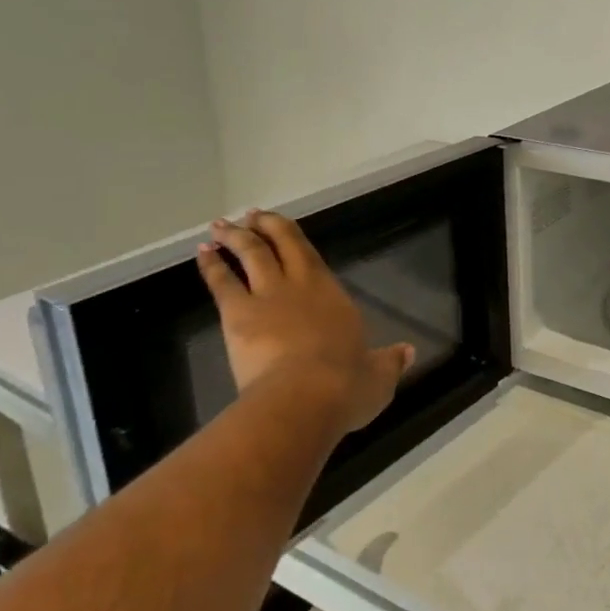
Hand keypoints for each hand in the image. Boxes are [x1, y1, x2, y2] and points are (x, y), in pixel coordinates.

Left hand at [197, 210, 412, 435]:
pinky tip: (202, 252)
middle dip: (267, 226)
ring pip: (251, 255)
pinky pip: (222, 281)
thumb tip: (408, 353)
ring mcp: (268, 297)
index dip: (294, 240)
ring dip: (236, 237)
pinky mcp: (238, 314)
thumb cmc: (347, 386)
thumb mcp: (379, 377)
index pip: (312, 258)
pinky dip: (211, 264)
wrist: (307, 396)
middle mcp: (301, 286)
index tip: (283, 229)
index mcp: (333, 295)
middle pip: (282, 244)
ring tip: (222, 225)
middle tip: (252, 214)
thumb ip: (389, 362)